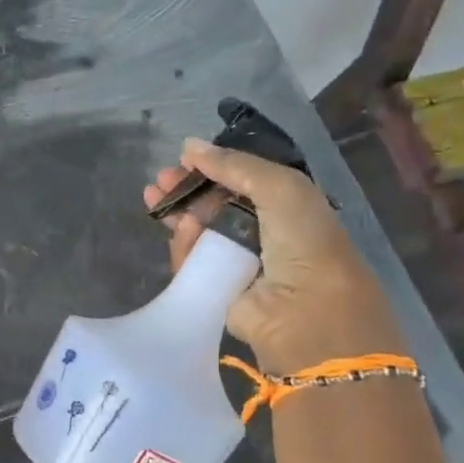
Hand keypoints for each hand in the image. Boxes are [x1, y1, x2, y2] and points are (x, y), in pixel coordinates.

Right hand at [143, 140, 402, 373]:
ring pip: (199, 232)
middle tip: (160, 181)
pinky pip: (193, 262)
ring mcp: (239, 263)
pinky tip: (180, 230)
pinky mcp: (218, 290)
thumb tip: (189, 146)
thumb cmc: (305, 243)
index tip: (183, 159)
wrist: (308, 315)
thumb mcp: (282, 188)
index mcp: (288, 208)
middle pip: (215, 205)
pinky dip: (183, 245)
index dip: (213, 169)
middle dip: (187, 190)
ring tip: (154, 200)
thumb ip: (236, 165)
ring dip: (179, 214)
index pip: (242, 182)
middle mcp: (265, 234)